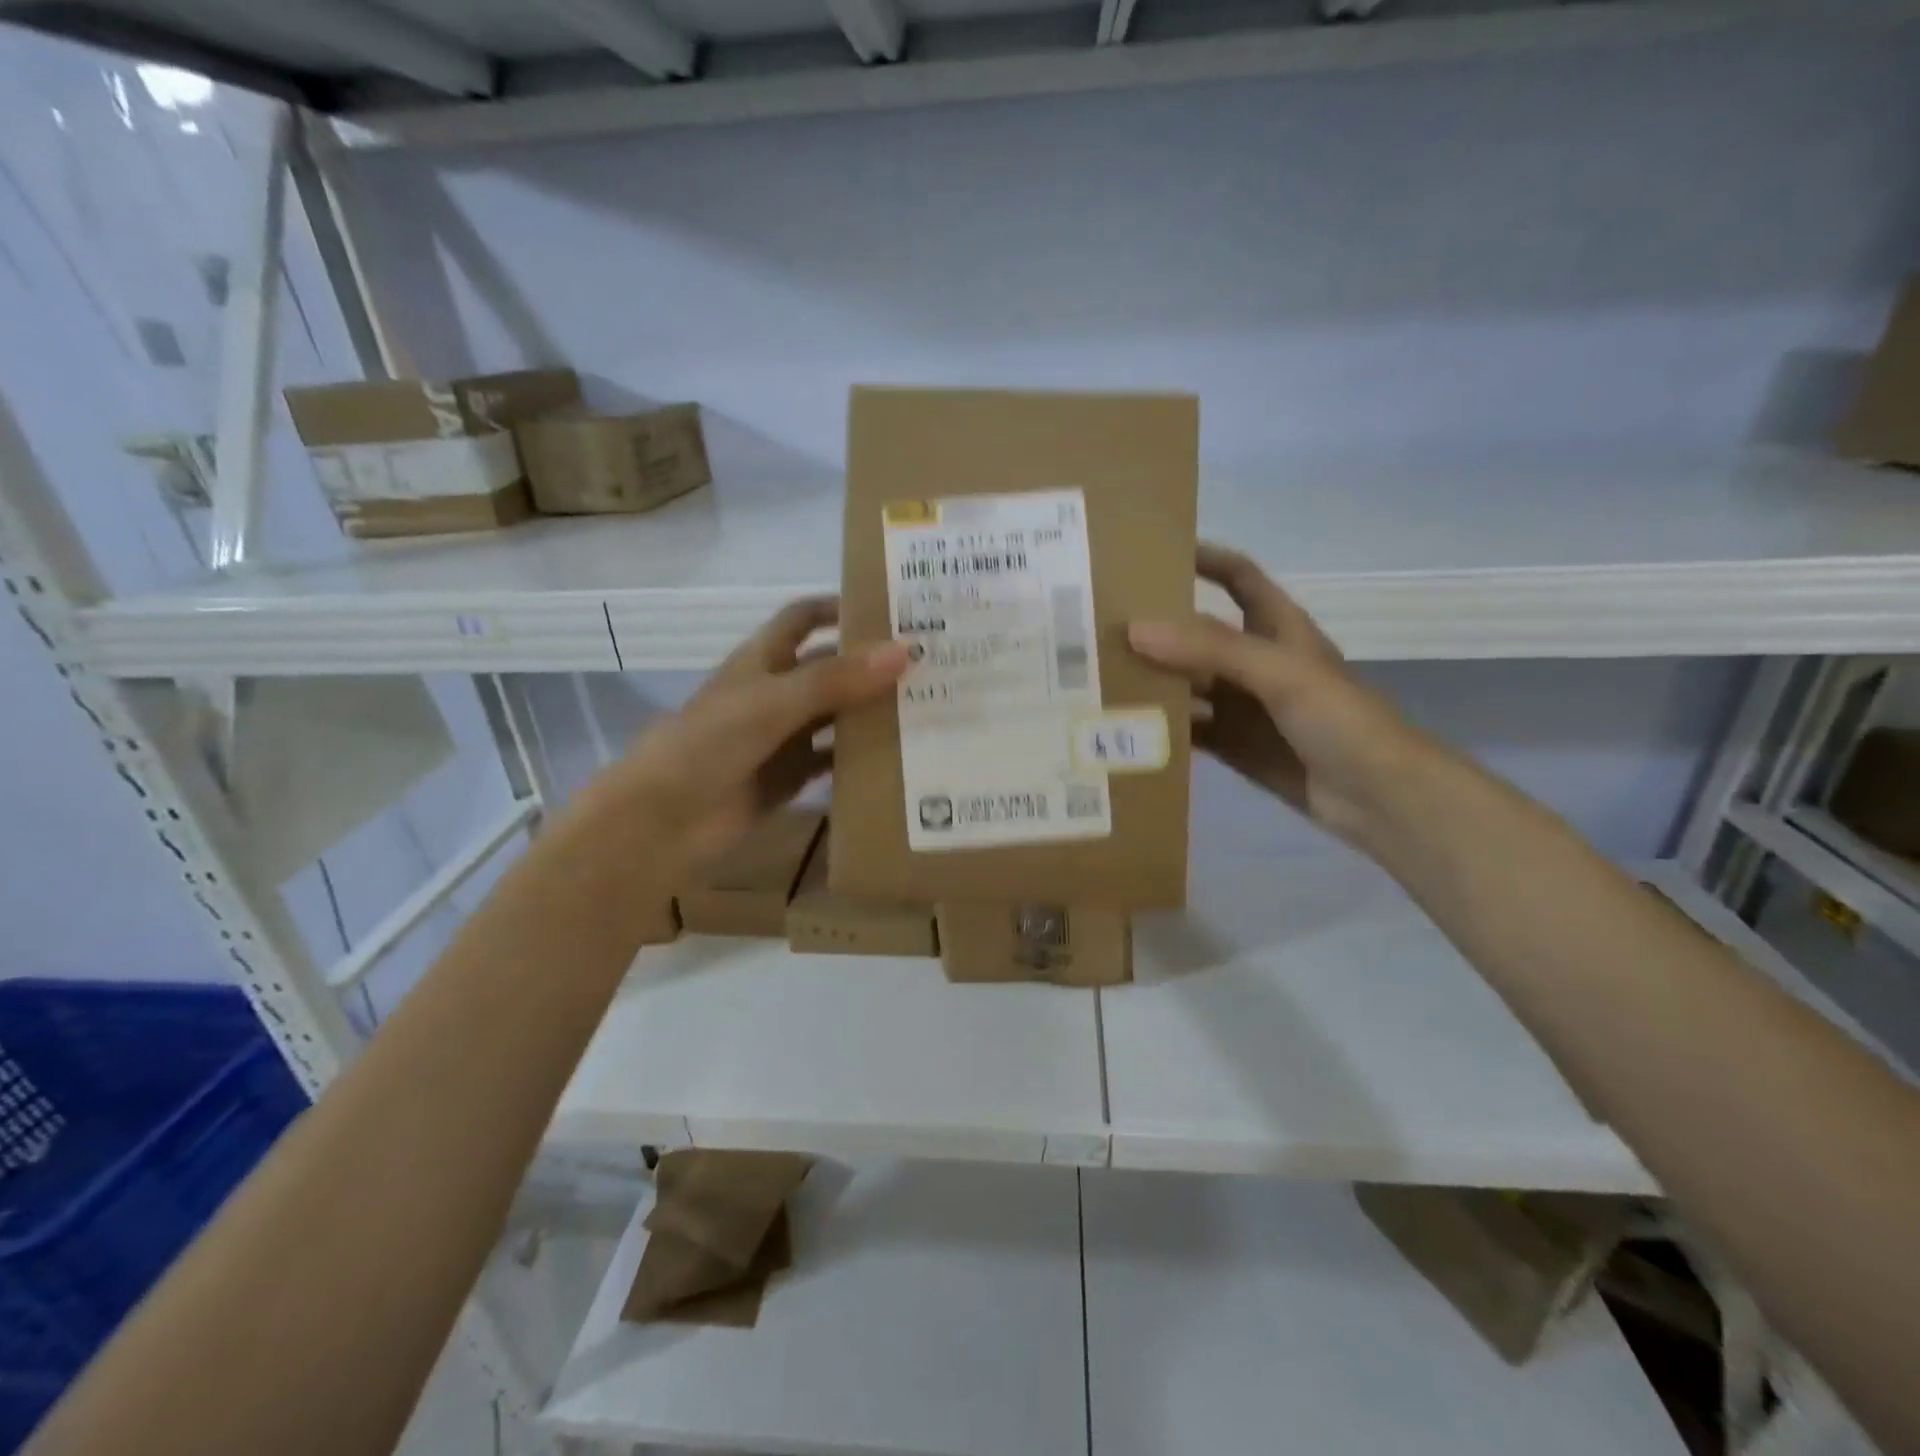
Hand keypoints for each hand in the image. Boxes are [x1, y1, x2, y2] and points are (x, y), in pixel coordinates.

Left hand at [587, 597, 908, 873]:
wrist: (665, 819)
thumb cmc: (711, 742)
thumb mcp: (775, 702)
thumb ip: (837, 679)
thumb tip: (905, 651)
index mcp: (763, 659)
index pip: (804, 618)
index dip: (839, 607)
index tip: (891, 608)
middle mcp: (777, 692)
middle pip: (830, 669)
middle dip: (871, 665)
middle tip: (930, 664)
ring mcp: (784, 736)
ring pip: (837, 716)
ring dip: (872, 713)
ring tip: (928, 708)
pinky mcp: (791, 776)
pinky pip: (834, 761)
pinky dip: (861, 758)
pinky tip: (900, 758)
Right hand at [1128, 544, 1431, 846]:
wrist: (1379, 797)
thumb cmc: (1341, 720)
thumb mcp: (1279, 672)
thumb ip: (1210, 649)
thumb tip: (1136, 629)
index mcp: (1278, 629)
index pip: (1239, 578)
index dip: (1205, 560)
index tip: (1153, 554)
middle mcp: (1257, 663)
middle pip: (1201, 634)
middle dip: (1159, 628)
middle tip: (1102, 625)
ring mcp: (1245, 708)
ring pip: (1189, 685)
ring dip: (1154, 681)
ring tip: (1099, 676)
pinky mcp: (1235, 746)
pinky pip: (1190, 730)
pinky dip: (1161, 728)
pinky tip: (1124, 729)